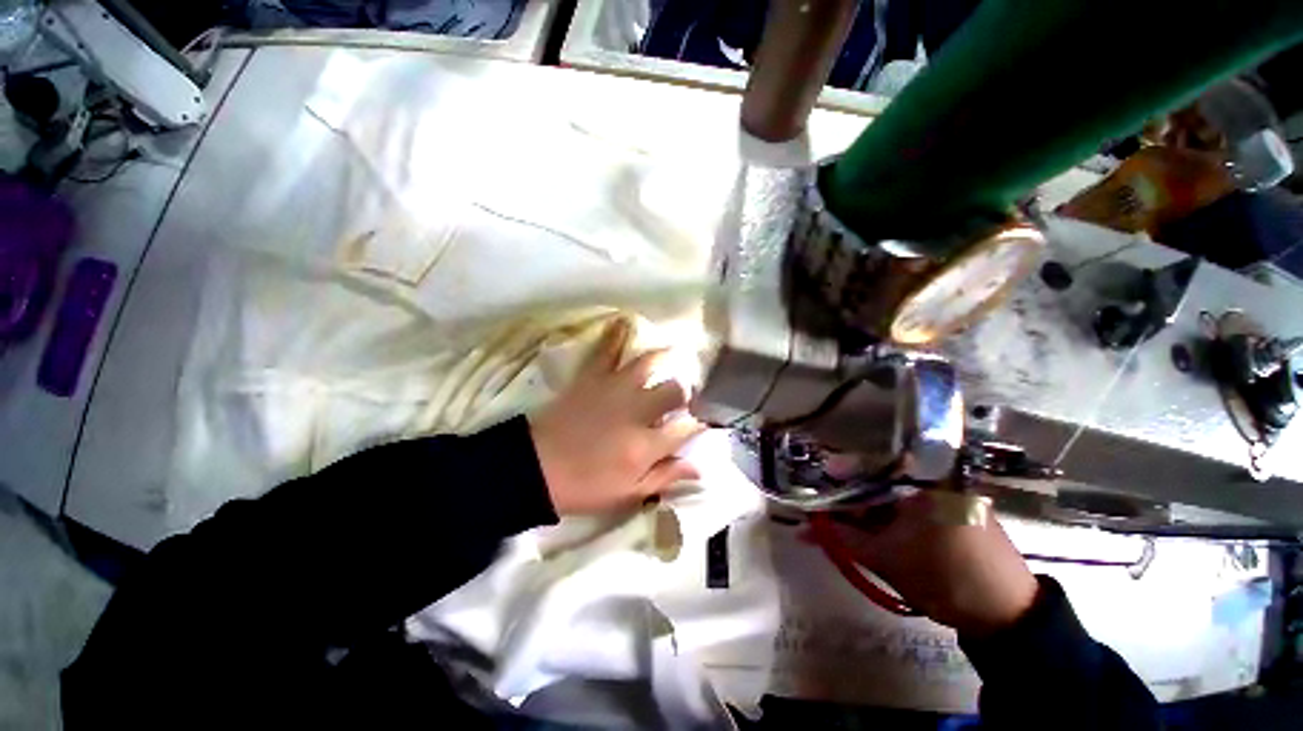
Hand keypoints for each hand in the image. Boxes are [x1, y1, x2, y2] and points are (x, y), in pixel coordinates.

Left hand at [530, 320, 703, 515]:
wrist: (536, 468)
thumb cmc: (584, 486)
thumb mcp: (628, 493)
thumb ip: (665, 476)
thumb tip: (699, 467)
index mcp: (646, 445)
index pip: (686, 427)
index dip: (696, 425)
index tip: (696, 425)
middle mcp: (637, 411)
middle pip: (674, 391)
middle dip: (684, 393)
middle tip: (681, 397)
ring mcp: (614, 390)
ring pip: (648, 364)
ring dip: (665, 357)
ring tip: (673, 354)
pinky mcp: (592, 378)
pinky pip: (607, 350)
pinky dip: (616, 334)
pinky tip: (625, 322)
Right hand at [823, 492, 1038, 636]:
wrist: (1008, 615)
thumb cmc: (944, 578)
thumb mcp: (884, 558)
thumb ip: (841, 538)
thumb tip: (804, 528)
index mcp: (920, 480)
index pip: (865, 468)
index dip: (836, 479)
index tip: (816, 490)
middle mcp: (935, 479)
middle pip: (878, 481)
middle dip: (849, 500)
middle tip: (828, 517)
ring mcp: (948, 495)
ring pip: (893, 496)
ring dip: (867, 511)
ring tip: (847, 529)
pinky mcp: (955, 512)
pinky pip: (911, 507)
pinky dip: (890, 519)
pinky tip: (876, 533)